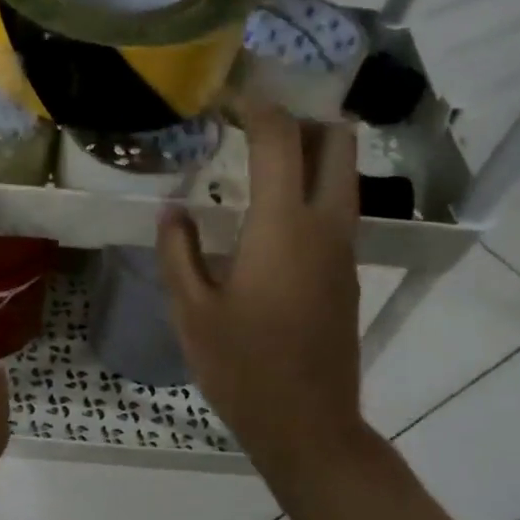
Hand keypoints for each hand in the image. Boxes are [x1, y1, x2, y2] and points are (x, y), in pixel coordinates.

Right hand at [156, 101, 368, 496]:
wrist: (307, 424)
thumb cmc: (242, 367)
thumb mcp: (192, 311)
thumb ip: (178, 252)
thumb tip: (173, 211)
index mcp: (284, 227)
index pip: (281, 140)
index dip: (256, 107)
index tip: (228, 95)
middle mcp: (326, 226)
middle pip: (337, 143)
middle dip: (302, 118)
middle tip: (255, 124)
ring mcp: (344, 251)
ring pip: (343, 176)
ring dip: (310, 155)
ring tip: (258, 163)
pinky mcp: (346, 275)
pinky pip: (336, 211)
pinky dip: (310, 192)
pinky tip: (268, 217)